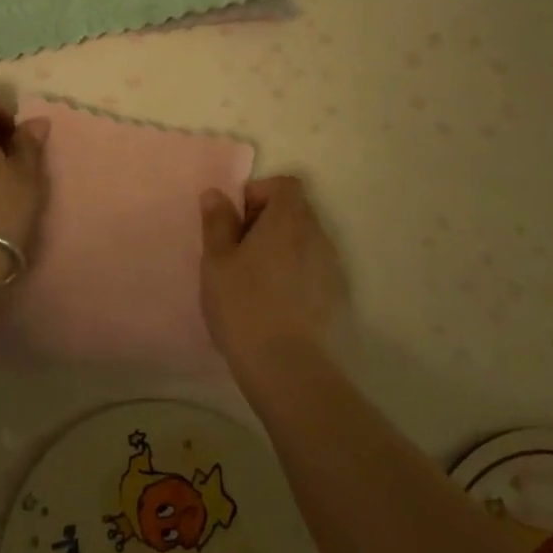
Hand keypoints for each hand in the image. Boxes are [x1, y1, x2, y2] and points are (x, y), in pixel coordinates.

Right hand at [199, 176, 344, 369]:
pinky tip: (274, 303)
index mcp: (288, 220)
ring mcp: (331, 267)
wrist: (288, 368)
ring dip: (281, 248)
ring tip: (254, 279)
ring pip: (304, 241)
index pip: (286, 185)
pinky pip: (313, 269)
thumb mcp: (217, 262)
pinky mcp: (337, 297)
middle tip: (238, 250)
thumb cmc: (244, 305)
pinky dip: (294, 273)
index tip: (237, 220)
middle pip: (296, 211)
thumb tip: (216, 194)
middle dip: (267, 221)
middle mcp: (317, 236)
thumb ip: (217, 222)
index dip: (260, 193)